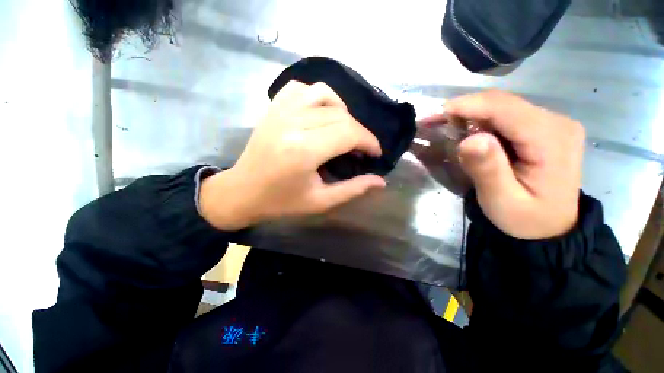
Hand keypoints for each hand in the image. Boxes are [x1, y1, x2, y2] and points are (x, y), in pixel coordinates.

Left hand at [200, 81, 385, 230]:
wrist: (242, 192)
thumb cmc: (281, 202)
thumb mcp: (320, 201)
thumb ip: (352, 189)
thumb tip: (381, 182)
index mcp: (304, 150)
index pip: (348, 132)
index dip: (369, 141)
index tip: (375, 154)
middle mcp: (293, 123)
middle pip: (340, 115)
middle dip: (359, 132)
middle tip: (360, 149)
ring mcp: (280, 111)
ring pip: (324, 94)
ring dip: (342, 110)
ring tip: (343, 130)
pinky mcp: (273, 108)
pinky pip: (301, 89)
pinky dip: (317, 97)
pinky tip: (320, 114)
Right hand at [424, 91, 584, 239]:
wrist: (549, 227)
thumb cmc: (525, 218)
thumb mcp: (502, 200)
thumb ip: (487, 169)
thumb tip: (470, 140)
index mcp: (552, 140)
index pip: (505, 109)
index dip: (468, 106)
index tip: (436, 114)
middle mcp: (557, 122)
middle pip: (503, 104)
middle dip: (465, 108)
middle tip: (433, 121)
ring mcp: (551, 123)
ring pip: (502, 107)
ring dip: (470, 114)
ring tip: (444, 126)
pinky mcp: (542, 128)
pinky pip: (506, 116)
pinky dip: (481, 120)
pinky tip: (466, 131)